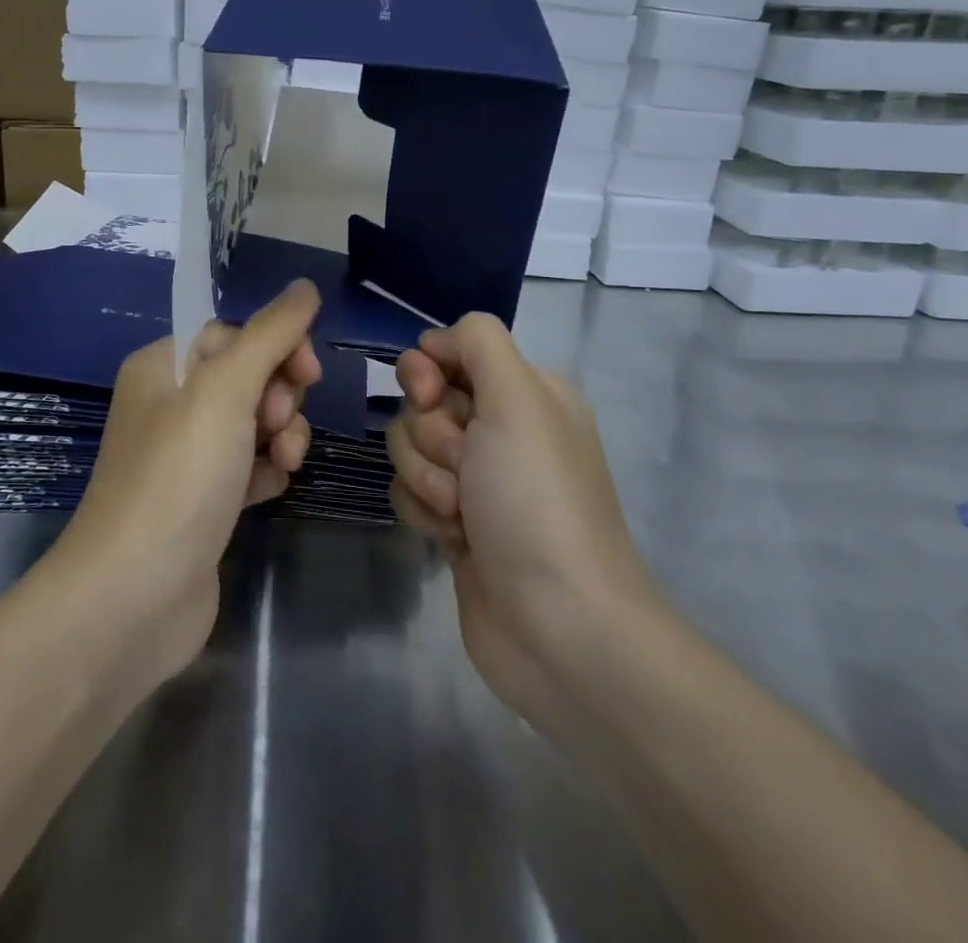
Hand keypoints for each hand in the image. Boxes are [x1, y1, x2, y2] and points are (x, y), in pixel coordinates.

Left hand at [55, 280, 322, 682]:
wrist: (134, 597)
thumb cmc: (178, 477)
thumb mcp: (225, 390)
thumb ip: (270, 334)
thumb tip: (306, 286)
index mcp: (162, 367)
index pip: (233, 334)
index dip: (276, 347)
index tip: (308, 373)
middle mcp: (169, 405)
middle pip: (248, 377)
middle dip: (280, 396)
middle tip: (281, 426)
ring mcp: (185, 457)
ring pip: (255, 423)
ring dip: (282, 435)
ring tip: (283, 464)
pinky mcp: (203, 501)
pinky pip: (249, 465)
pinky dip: (267, 471)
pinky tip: (270, 490)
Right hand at [389, 314, 656, 726]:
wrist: (559, 627)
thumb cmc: (537, 500)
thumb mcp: (518, 399)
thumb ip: (478, 342)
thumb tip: (436, 341)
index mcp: (524, 391)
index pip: (449, 350)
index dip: (427, 370)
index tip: (432, 396)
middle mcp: (501, 428)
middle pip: (421, 400)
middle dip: (431, 435)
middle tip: (465, 468)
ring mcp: (477, 478)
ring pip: (408, 446)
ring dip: (426, 478)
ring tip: (462, 514)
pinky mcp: (455, 521)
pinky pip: (409, 491)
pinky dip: (423, 512)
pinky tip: (452, 540)